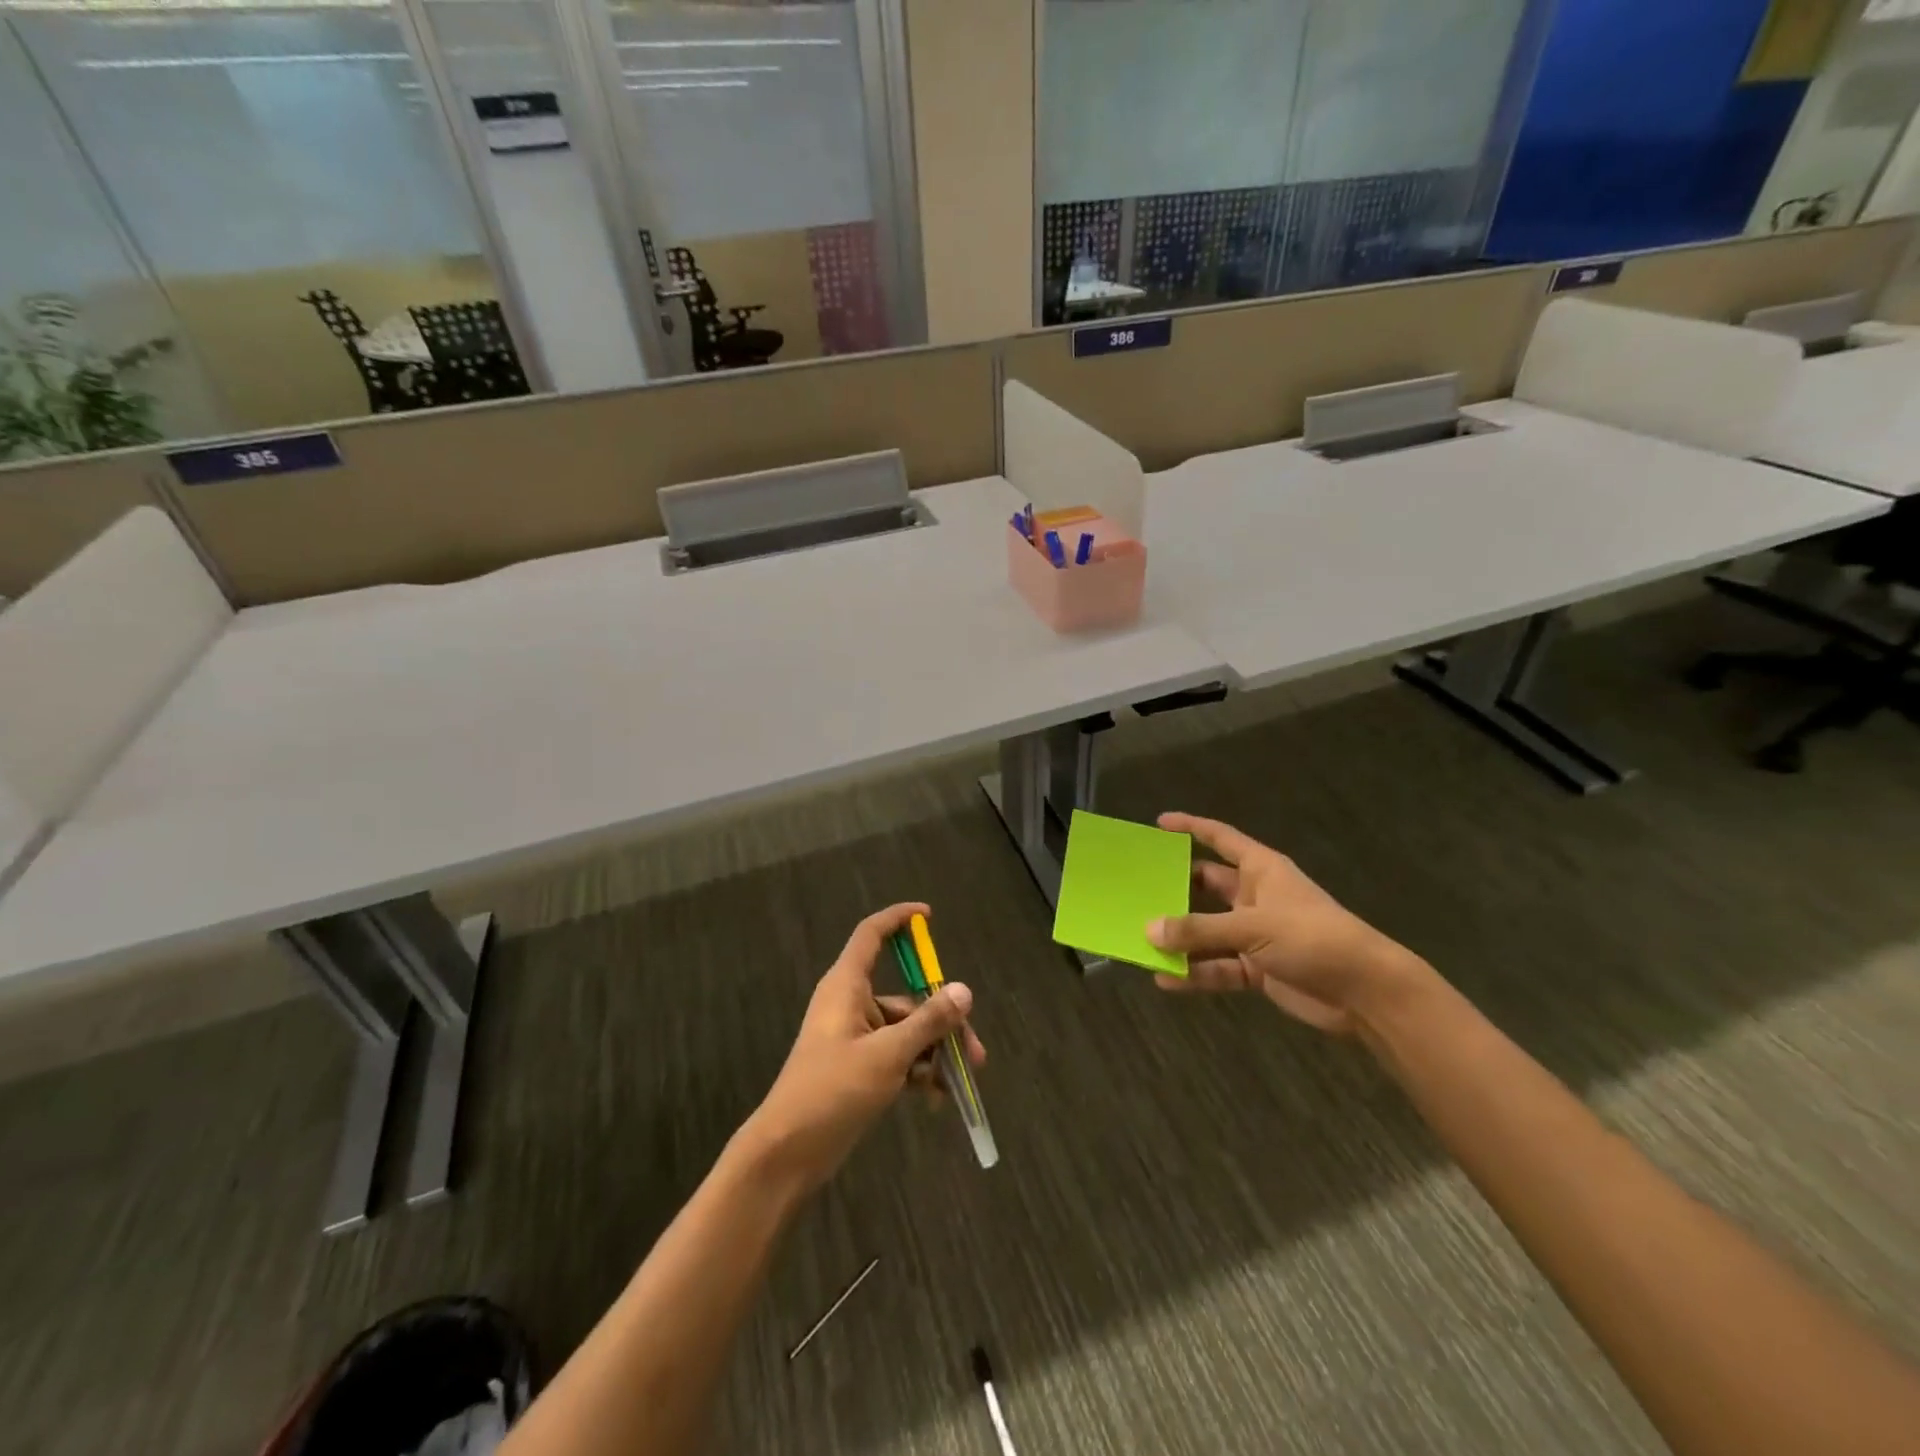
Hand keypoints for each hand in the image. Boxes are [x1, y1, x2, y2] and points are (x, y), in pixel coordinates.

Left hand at [740, 903, 984, 1192]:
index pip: (872, 934)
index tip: (929, 916)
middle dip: (941, 1020)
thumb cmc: (832, 1091)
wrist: (787, 1154)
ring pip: (905, 1031)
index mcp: (846, 986)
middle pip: (906, 997)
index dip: (898, 919)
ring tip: (961, 1082)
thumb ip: (928, 1022)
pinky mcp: (857, 1068)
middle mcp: (851, 1005)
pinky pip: (896, 1057)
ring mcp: (854, 1038)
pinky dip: (917, 1072)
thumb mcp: (887, 1055)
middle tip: (974, 1052)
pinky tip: (937, 1099)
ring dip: (934, 1052)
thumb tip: (964, 990)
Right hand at [1146, 813, 1432, 1035]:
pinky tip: (1166, 980)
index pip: (1220, 838)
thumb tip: (1149, 929)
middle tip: (1137, 890)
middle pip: (1206, 886)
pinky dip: (1195, 973)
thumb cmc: (1312, 938)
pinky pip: (1218, 966)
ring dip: (1181, 938)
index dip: (1191, 827)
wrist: (1365, 993)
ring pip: (1207, 930)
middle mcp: (1254, 897)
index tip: (1159, 823)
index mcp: (1261, 870)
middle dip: (1175, 889)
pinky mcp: (1258, 968)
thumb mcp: (1252, 927)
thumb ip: (1199, 929)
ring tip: (1142, 941)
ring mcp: (1256, 934)